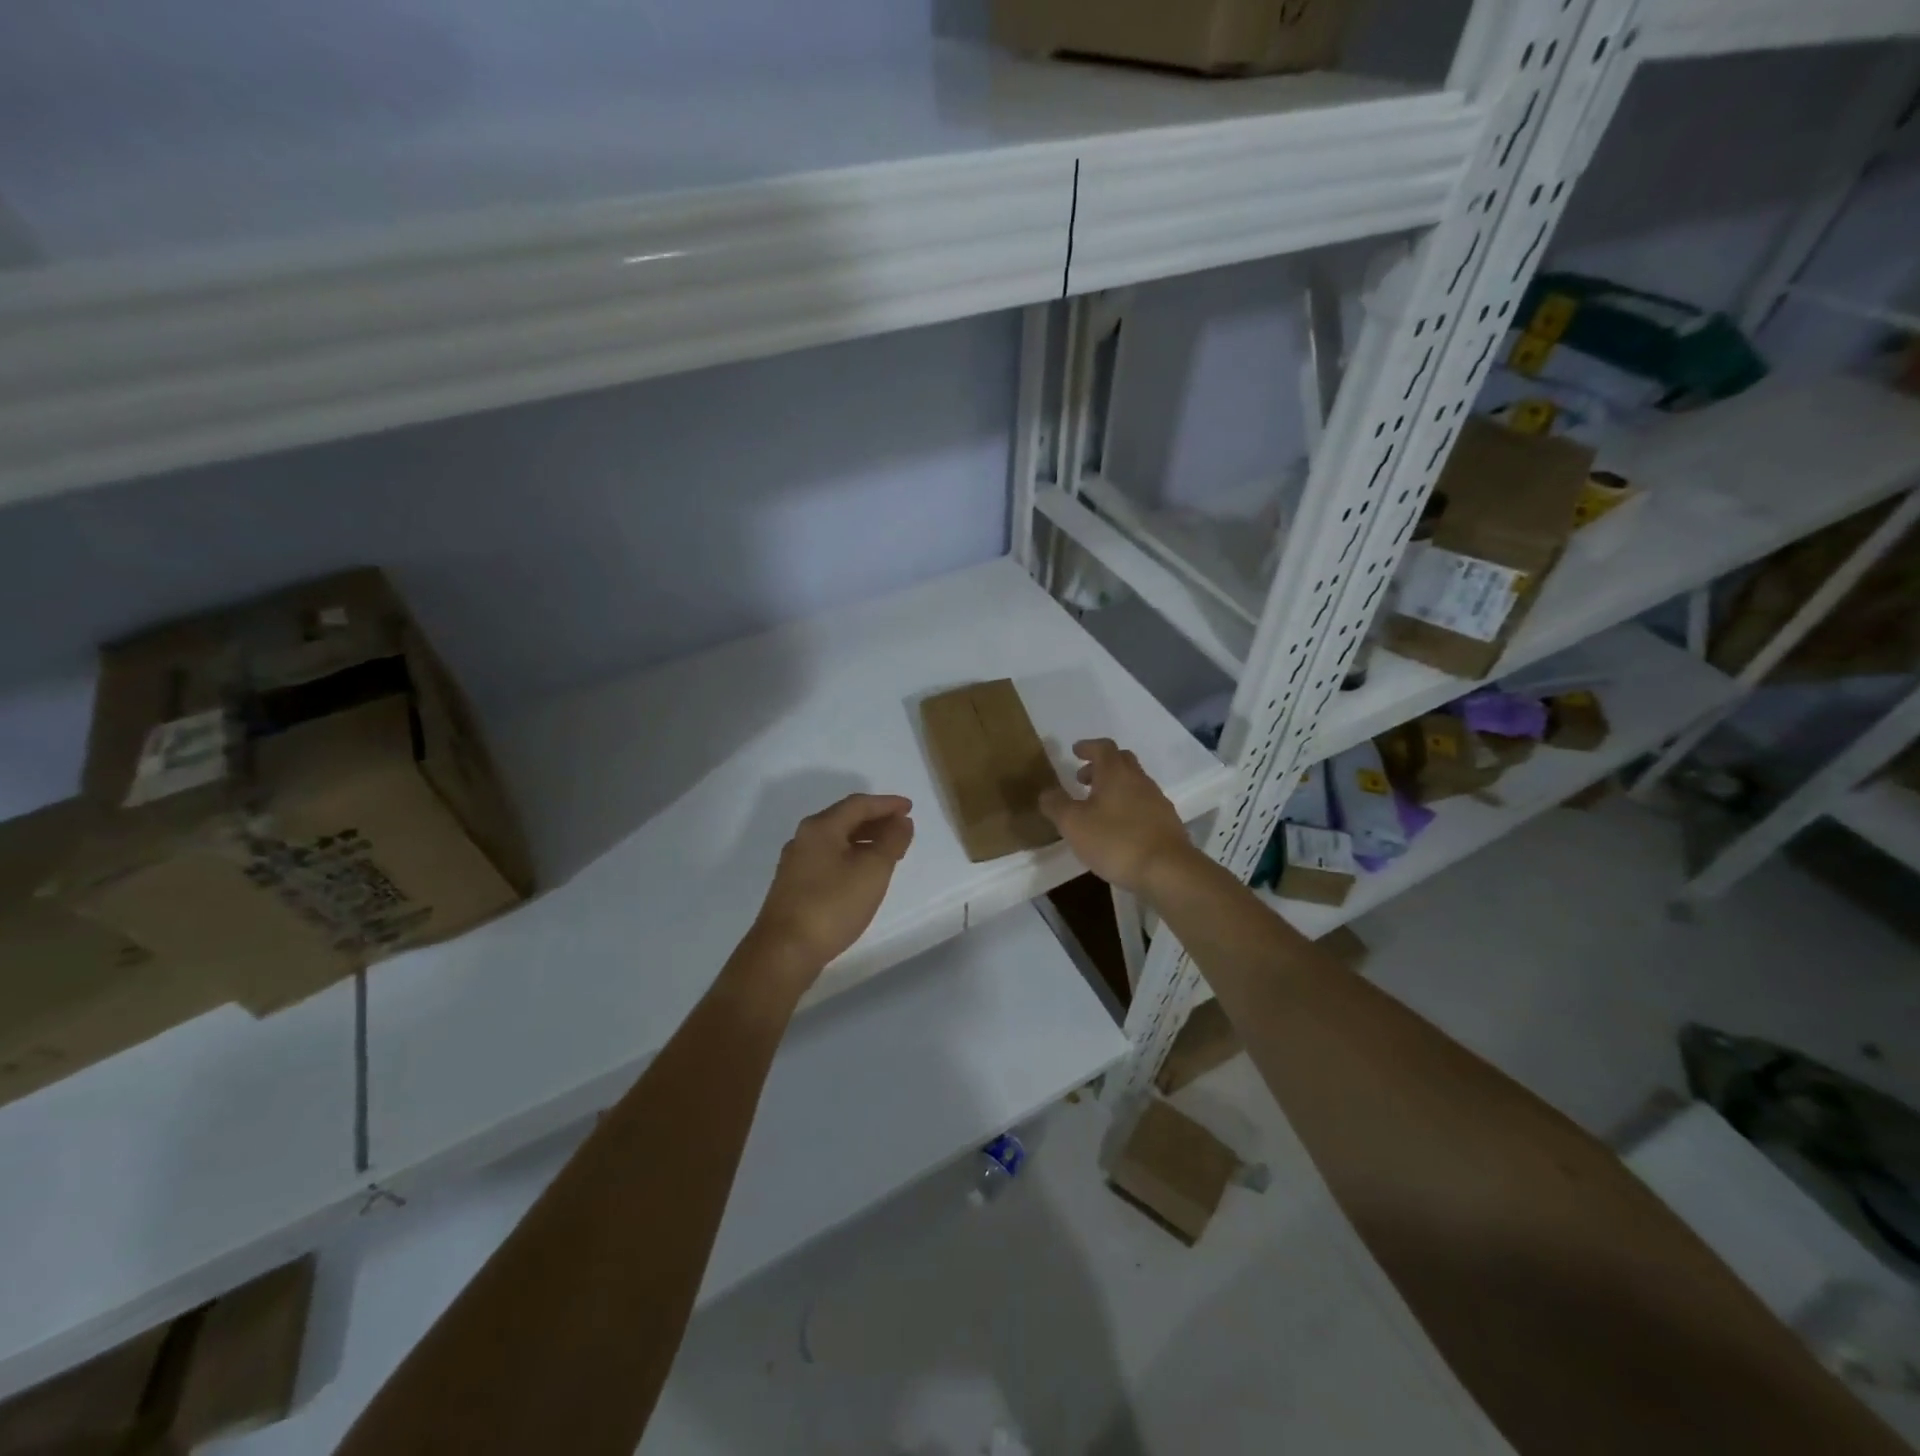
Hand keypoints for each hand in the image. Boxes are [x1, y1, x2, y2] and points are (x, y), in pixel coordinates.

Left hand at [742, 793, 914, 995]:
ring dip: (865, 840)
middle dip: (876, 821)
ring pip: (836, 840)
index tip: (910, 808)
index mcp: (821, 827)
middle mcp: (804, 838)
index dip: (887, 804)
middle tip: (902, 829)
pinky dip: (851, 857)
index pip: (858, 804)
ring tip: (889, 852)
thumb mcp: (873, 870)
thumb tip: (901, 821)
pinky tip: (863, 875)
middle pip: (845, 819)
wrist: (784, 951)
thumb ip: (891, 841)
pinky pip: (829, 858)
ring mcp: (796, 863)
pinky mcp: (794, 886)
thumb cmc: (832, 905)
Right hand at [1040, 739, 1196, 896]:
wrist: (1168, 870)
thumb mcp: (1073, 824)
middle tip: (1083, 779)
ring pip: (1134, 783)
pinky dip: (1128, 806)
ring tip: (1097, 807)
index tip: (1075, 751)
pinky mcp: (1167, 822)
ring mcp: (1157, 800)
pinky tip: (1118, 827)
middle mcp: (1139, 780)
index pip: (1103, 747)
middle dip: (1101, 766)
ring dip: (1115, 787)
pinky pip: (1143, 804)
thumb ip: (1056, 805)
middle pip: (1121, 761)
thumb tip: (1046, 792)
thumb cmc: (1115, 841)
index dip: (1088, 747)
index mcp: (1116, 773)